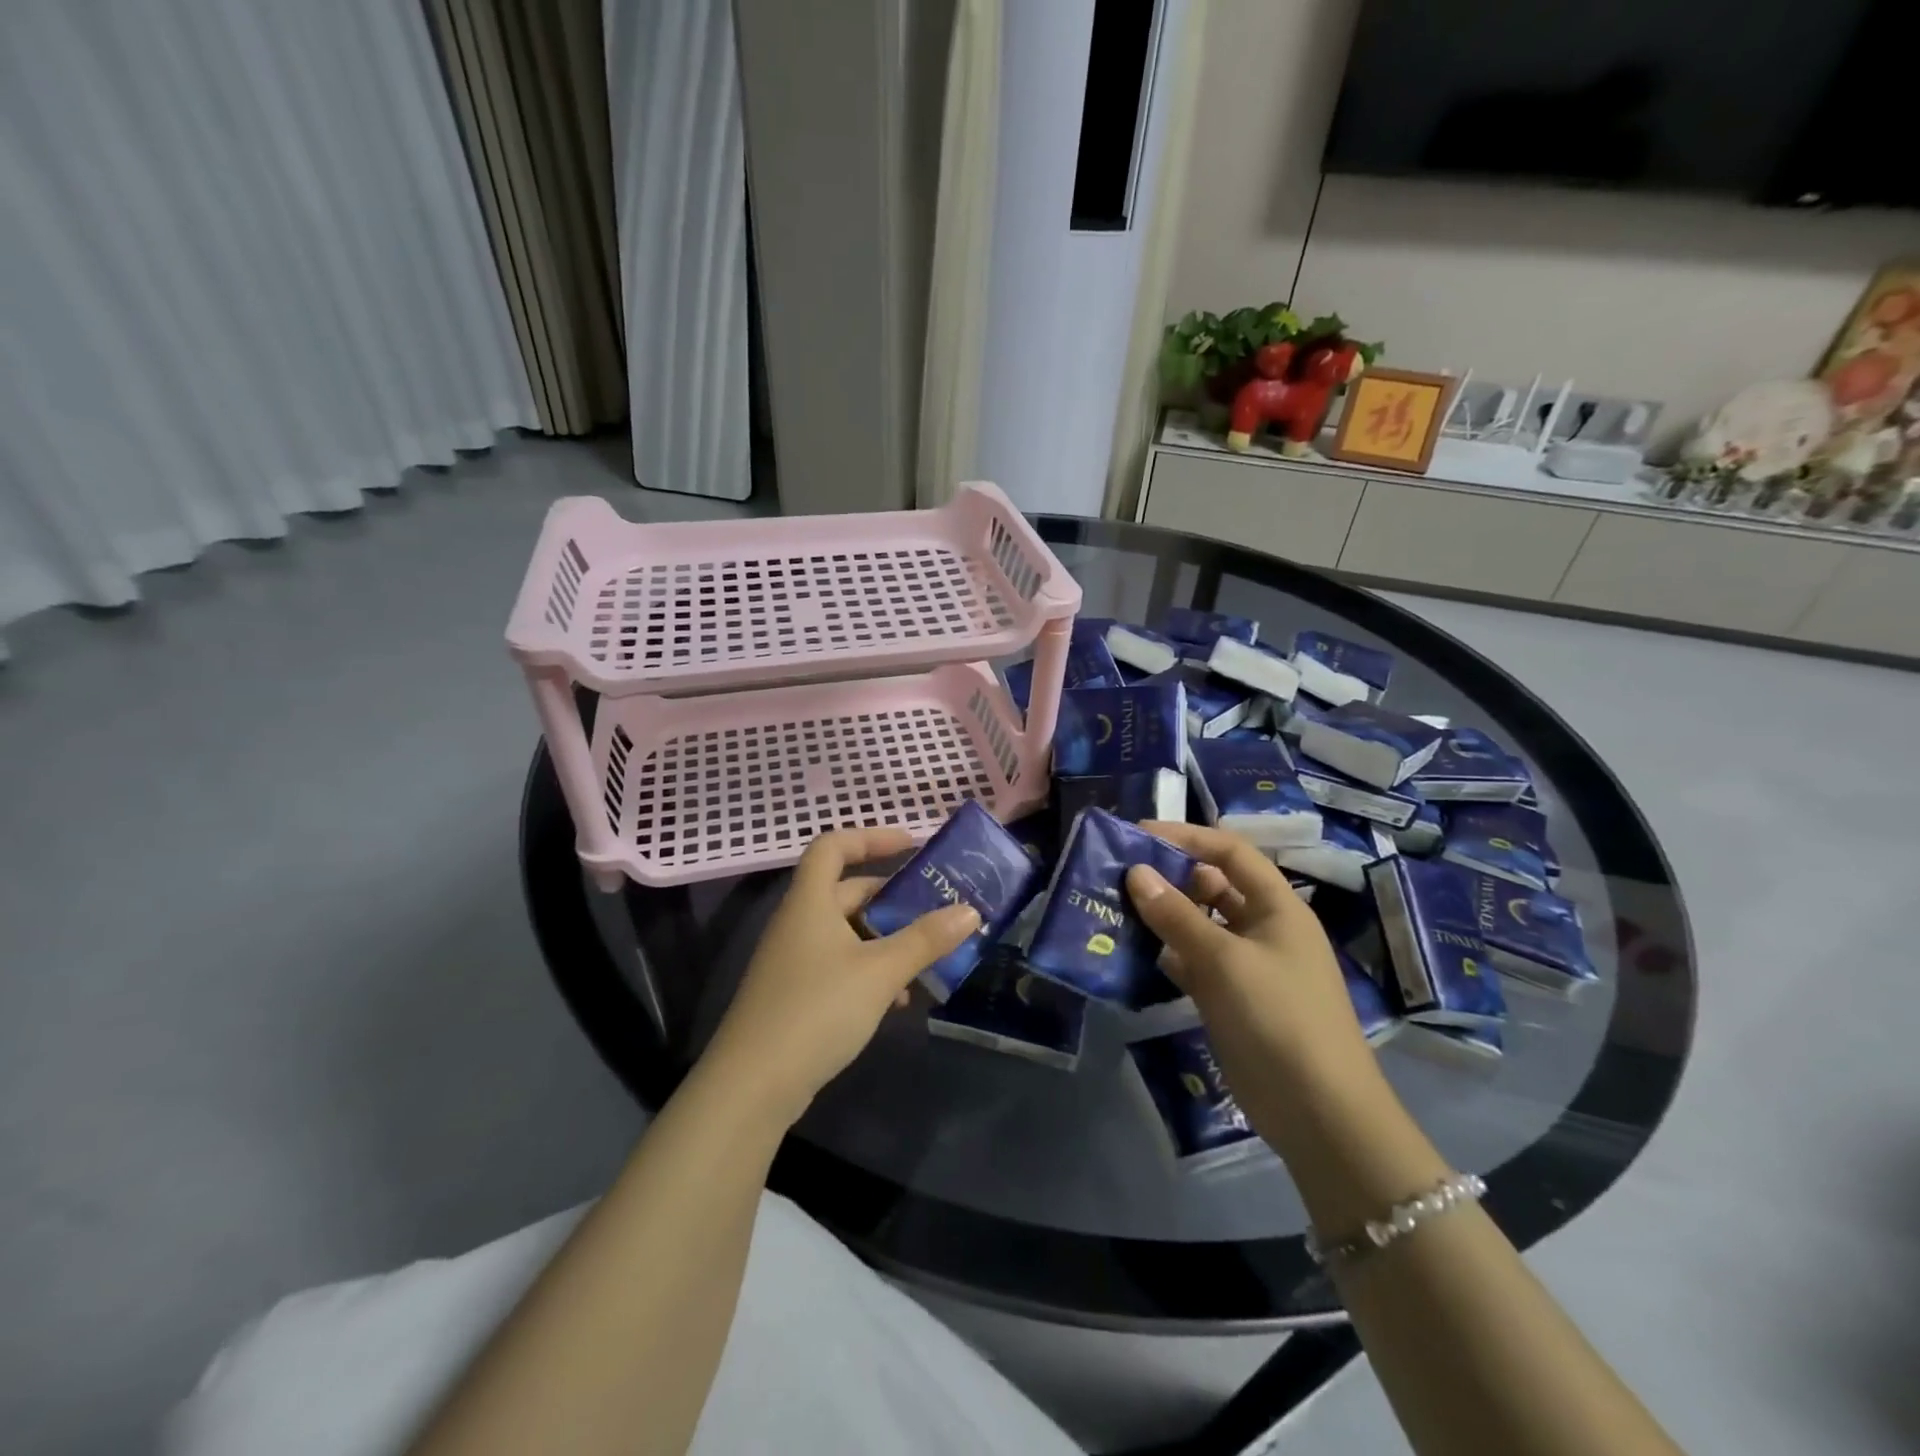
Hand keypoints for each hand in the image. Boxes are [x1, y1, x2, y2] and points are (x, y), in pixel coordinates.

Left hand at [702, 827, 978, 1126]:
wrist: (751, 1087)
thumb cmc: (817, 1010)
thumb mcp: (880, 972)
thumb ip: (925, 940)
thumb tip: (970, 911)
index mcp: (810, 902)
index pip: (833, 846)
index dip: (870, 837)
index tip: (911, 844)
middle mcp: (798, 923)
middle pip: (846, 892)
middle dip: (891, 899)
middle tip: (934, 908)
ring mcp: (793, 961)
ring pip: (847, 933)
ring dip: (886, 940)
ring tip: (925, 960)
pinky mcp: (795, 995)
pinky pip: (840, 965)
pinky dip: (870, 971)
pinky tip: (897, 999)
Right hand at [1125, 822, 1381, 1144]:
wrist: (1318, 1112)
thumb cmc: (1278, 1018)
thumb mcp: (1224, 960)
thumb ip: (1177, 915)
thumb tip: (1135, 872)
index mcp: (1277, 907)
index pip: (1230, 853)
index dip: (1188, 837)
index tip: (1138, 835)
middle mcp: (1263, 929)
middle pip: (1212, 887)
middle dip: (1169, 877)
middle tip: (1118, 875)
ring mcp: (1248, 966)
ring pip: (1199, 926)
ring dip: (1163, 917)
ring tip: (1115, 909)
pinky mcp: (1232, 999)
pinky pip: (1194, 963)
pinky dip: (1167, 955)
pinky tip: (1133, 954)